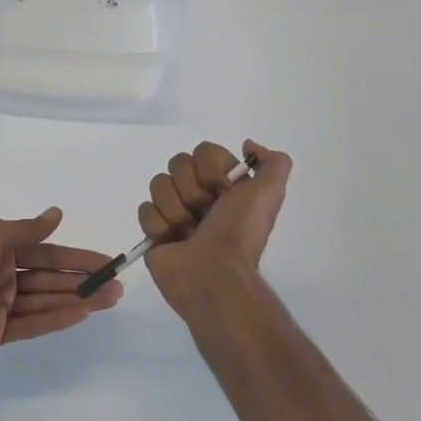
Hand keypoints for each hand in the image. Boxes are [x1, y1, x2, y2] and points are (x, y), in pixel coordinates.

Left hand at [0, 209, 122, 376]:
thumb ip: (26, 230)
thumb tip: (57, 213)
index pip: (46, 252)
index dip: (76, 256)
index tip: (105, 262)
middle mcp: (2, 275)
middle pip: (50, 277)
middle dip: (82, 280)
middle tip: (116, 285)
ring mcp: (0, 306)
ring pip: (45, 300)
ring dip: (77, 299)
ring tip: (109, 300)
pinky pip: (32, 323)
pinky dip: (57, 318)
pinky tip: (81, 314)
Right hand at [139, 140, 291, 319]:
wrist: (214, 275)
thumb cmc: (239, 233)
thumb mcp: (270, 193)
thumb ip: (274, 163)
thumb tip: (248, 145)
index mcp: (225, 184)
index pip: (203, 151)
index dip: (212, 170)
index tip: (224, 191)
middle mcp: (199, 194)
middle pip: (178, 163)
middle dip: (193, 191)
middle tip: (205, 214)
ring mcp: (174, 211)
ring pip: (159, 184)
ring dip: (177, 211)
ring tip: (189, 233)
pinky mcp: (153, 231)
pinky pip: (145, 210)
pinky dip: (160, 227)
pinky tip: (173, 242)